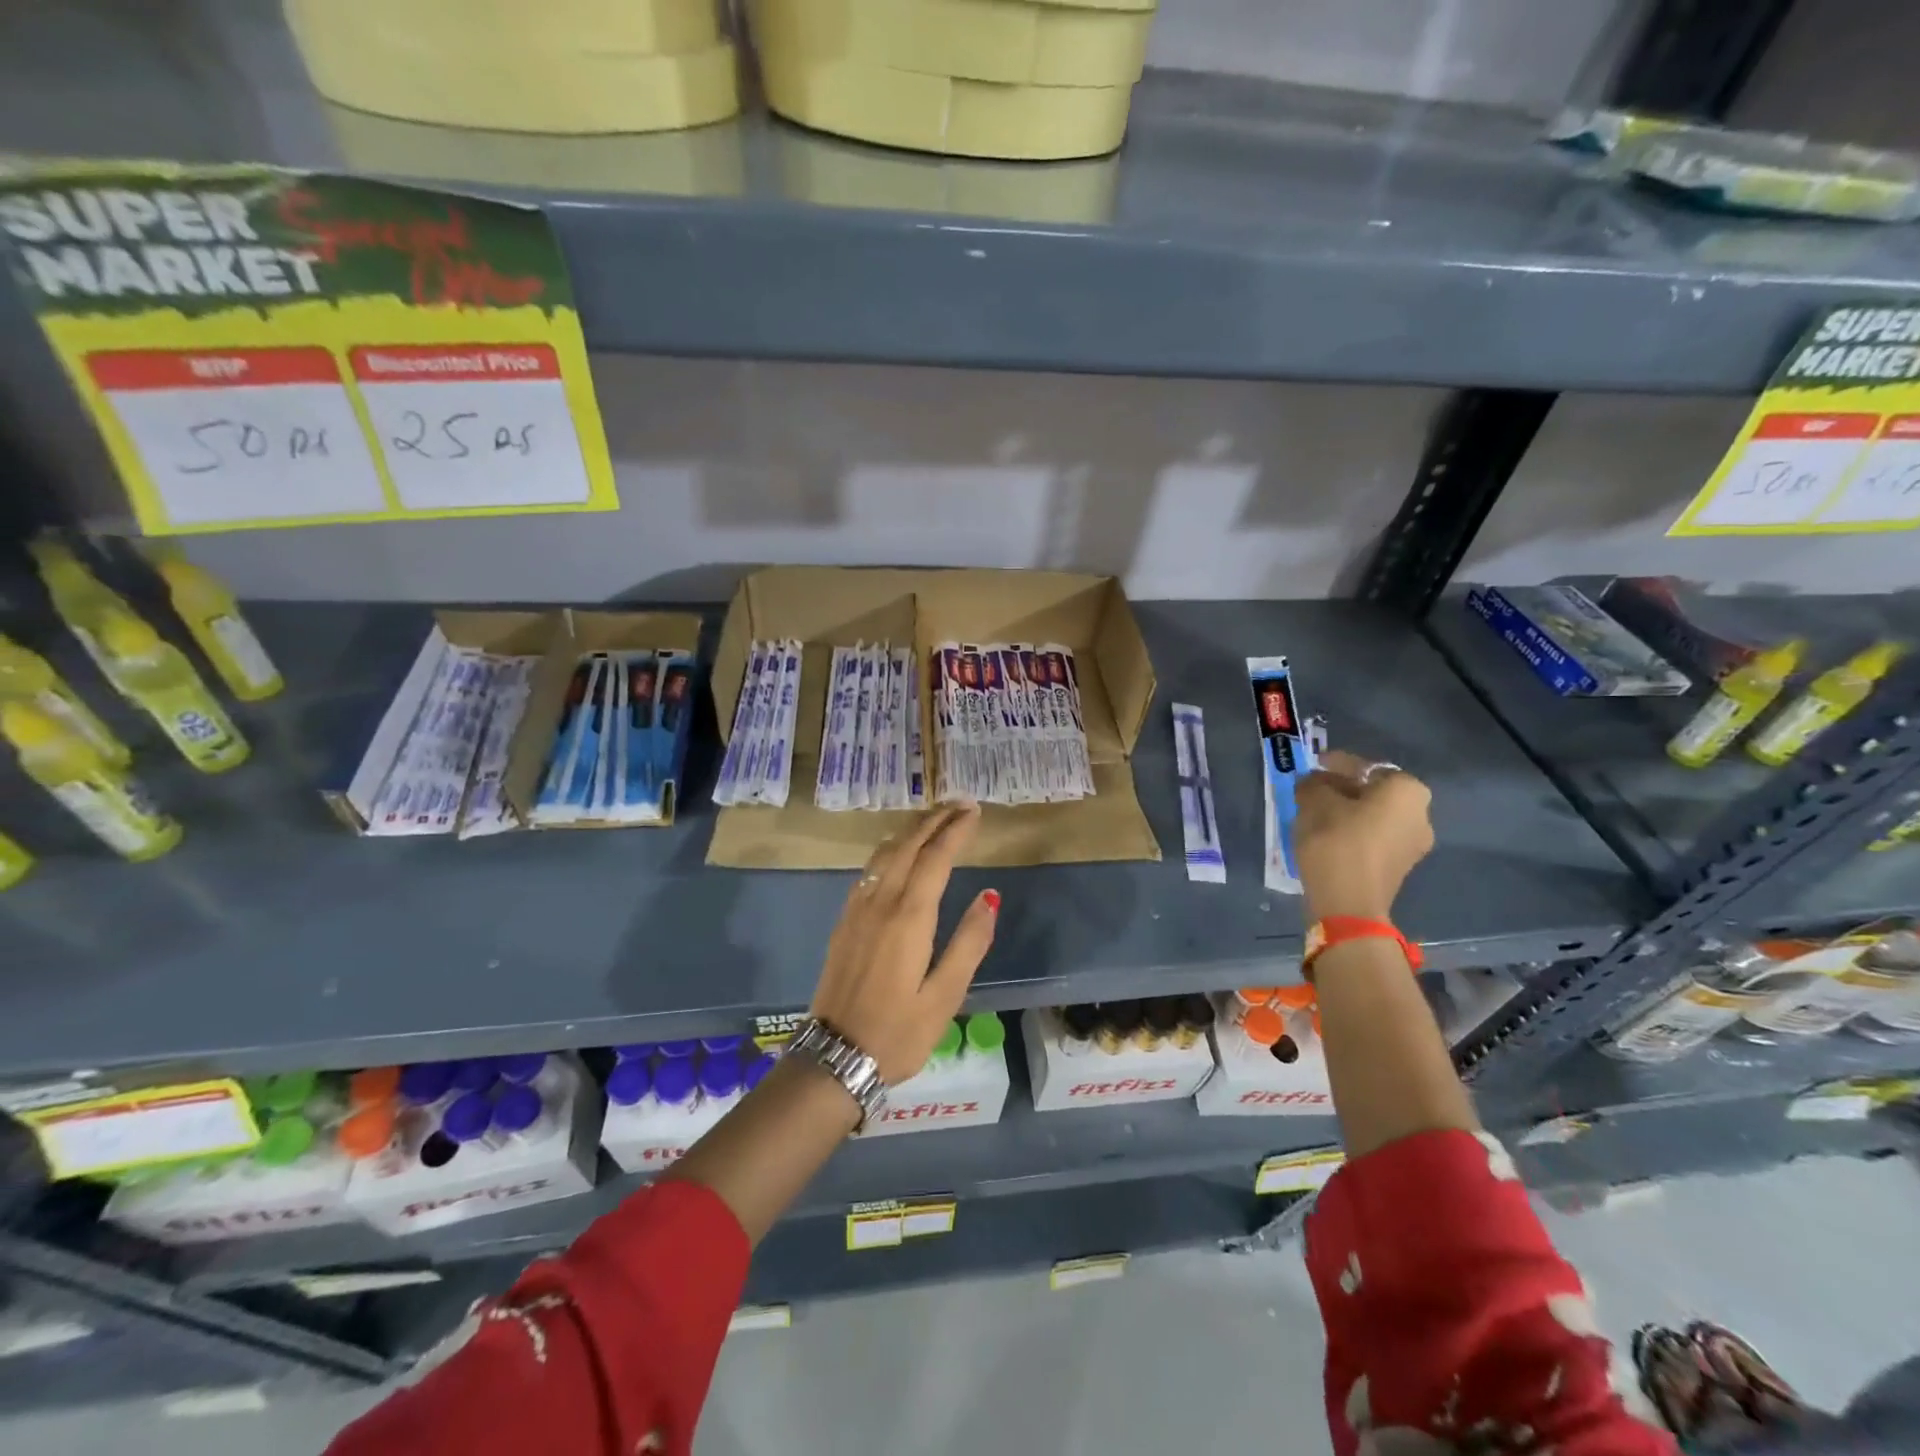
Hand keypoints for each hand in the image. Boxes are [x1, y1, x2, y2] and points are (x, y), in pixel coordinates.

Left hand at [811, 804, 999, 1083]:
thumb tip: (989, 896)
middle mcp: (880, 902)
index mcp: (909, 917)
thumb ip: (969, 942)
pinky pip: (870, 870)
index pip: (936, 857)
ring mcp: (857, 910)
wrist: (834, 1057)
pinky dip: (890, 850)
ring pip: (884, 853)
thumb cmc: (898, 1032)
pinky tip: (898, 854)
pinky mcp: (844, 921)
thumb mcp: (945, 996)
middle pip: (907, 845)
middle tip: (958, 803)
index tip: (974, 811)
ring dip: (910, 830)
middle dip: (933, 819)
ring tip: (933, 820)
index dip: (955, 830)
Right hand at [1294, 749, 1433, 922]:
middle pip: (1373, 791)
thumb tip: (1313, 783)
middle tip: (1311, 790)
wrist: (1348, 904)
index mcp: (1407, 791)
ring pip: (1373, 815)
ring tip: (1314, 813)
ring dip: (1346, 811)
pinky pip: (1374, 837)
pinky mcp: (1399, 867)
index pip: (1366, 766)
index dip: (1335, 764)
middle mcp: (1420, 814)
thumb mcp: (1314, 803)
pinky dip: (1352, 831)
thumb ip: (1313, 784)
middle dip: (1342, 788)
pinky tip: (1326, 835)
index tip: (1312, 766)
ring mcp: (1414, 844)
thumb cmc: (1336, 842)